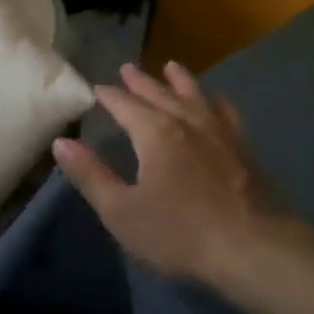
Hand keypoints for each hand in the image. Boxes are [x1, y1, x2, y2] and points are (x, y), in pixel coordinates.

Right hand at [51, 61, 294, 284]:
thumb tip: (62, 142)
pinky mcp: (243, 148)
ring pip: (195, 96)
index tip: (97, 88)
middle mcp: (186, 122)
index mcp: (154, 133)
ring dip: (180, 81)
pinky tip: (217, 100)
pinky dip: (217, 102)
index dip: (109, 96)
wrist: (251, 247)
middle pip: (159, 94)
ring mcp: (219, 132)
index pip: (125, 105)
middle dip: (141, 81)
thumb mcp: (121, 211)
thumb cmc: (179, 232)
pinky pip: (226, 113)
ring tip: (171, 66)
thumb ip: (90, 176)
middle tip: (127, 68)